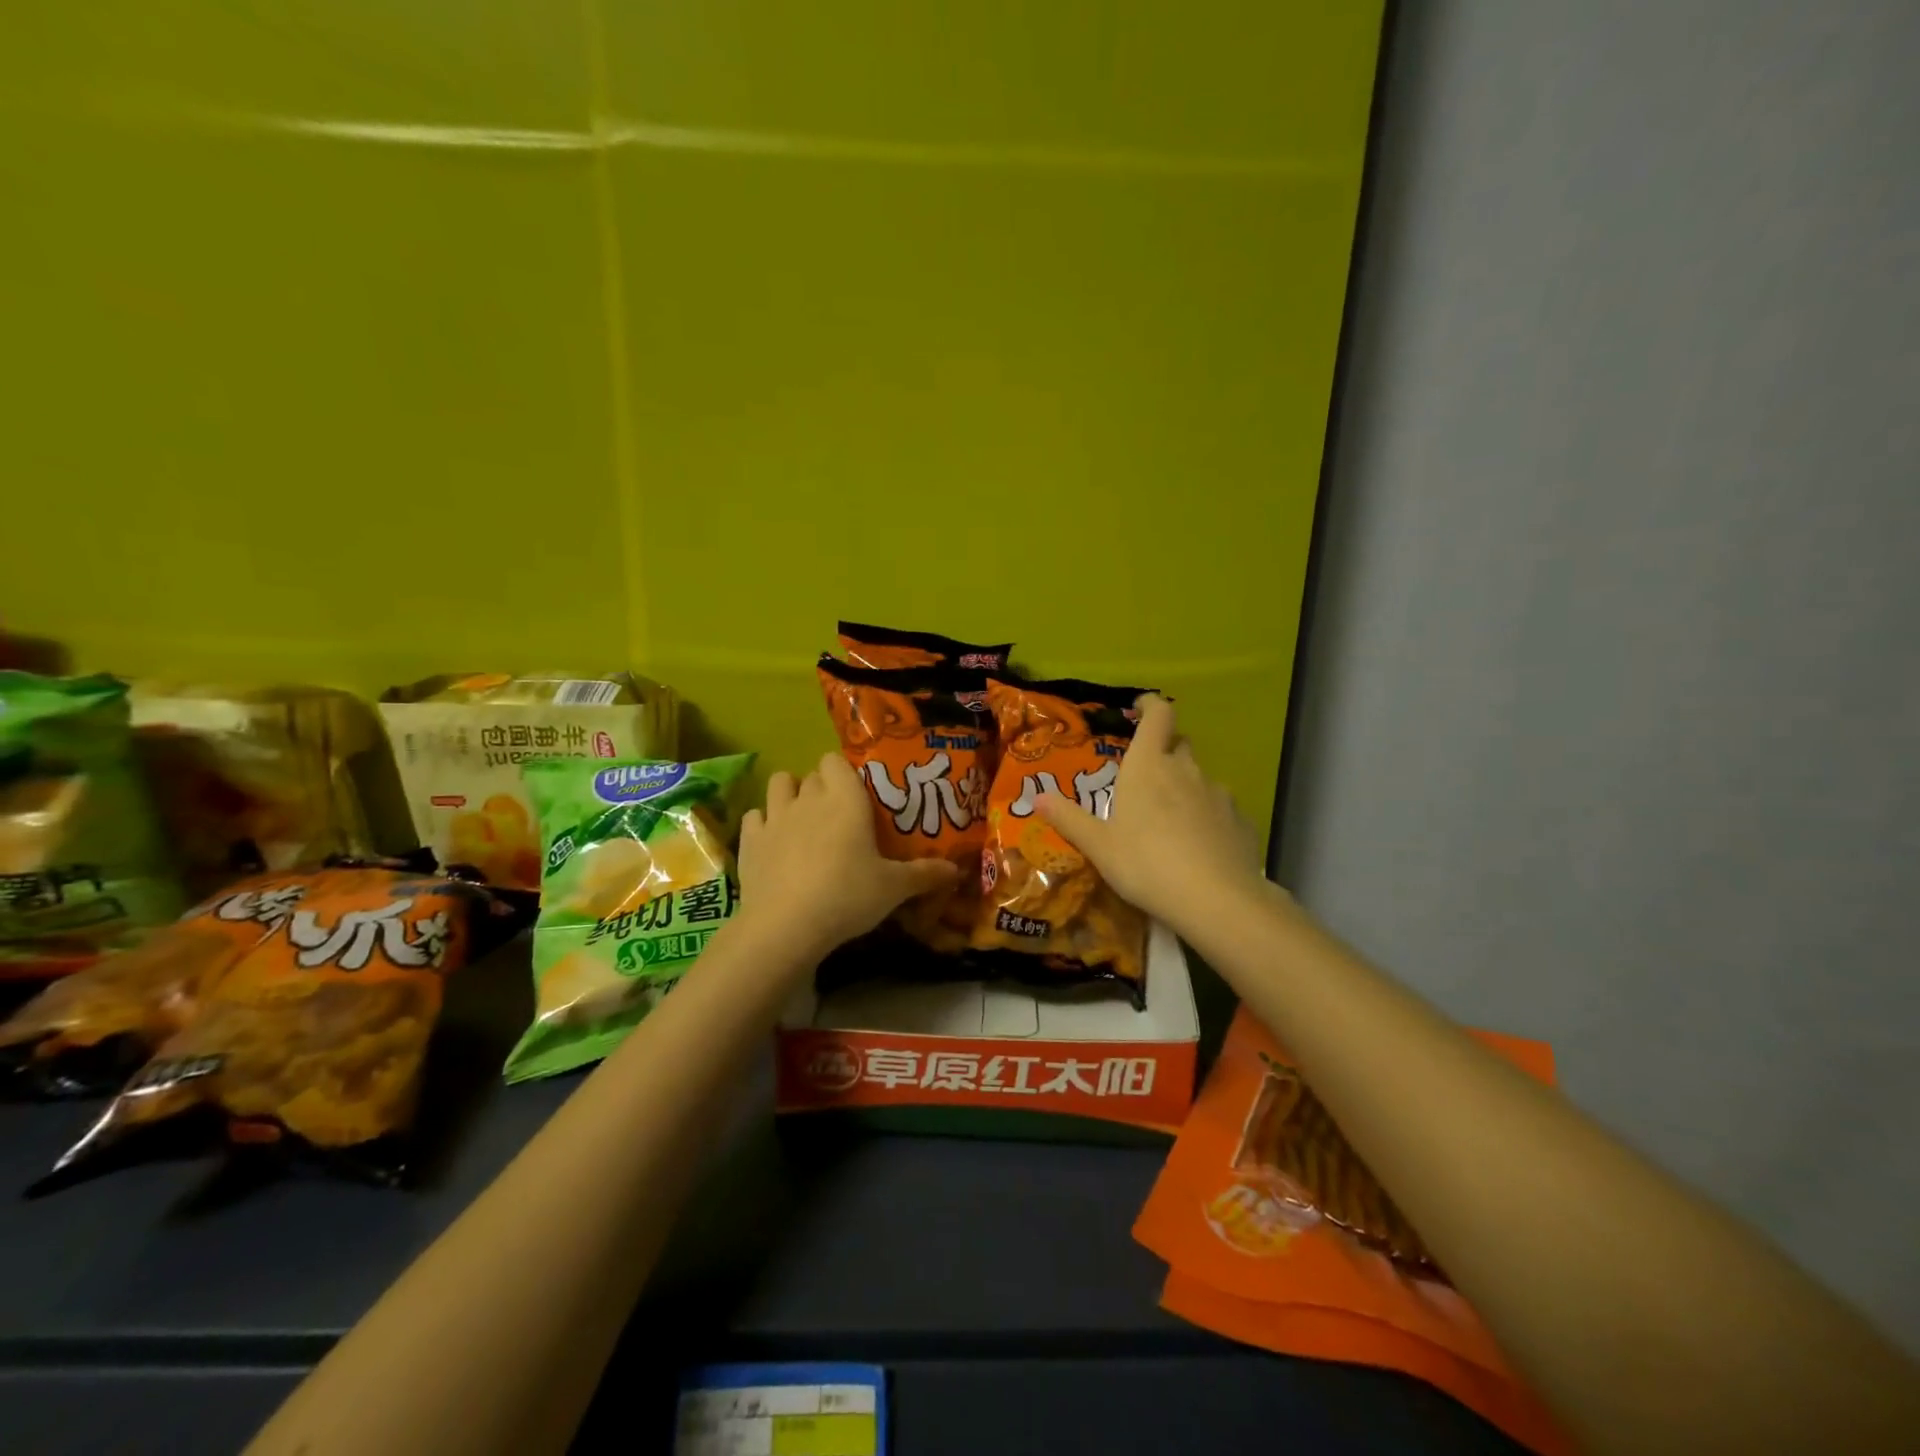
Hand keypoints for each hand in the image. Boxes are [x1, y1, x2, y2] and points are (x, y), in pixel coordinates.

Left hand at [735, 752, 959, 957]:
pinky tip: (774, 842)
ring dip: (789, 794)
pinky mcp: (750, 840)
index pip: (837, 761)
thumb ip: (925, 874)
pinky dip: (763, 823)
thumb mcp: (894, 888)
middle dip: (822, 787)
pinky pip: (755, 816)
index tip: (857, 793)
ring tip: (802, 819)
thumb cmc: (848, 896)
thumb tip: (957, 870)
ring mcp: (775, 816)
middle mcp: (809, 798)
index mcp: (845, 799)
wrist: (786, 925)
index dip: (844, 772)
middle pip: (812, 774)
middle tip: (837, 815)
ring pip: (779, 784)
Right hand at [1036, 695, 1269, 936]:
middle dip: (1164, 750)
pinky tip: (1199, 845)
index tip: (1139, 708)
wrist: (1217, 900)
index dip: (1149, 705)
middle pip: (1179, 744)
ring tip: (1170, 819)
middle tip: (1145, 776)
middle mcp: (1186, 770)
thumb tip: (1038, 797)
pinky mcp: (1240, 821)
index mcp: (1149, 766)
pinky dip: (1207, 817)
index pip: (1158, 715)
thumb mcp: (1099, 846)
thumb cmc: (1146, 864)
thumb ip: (1069, 819)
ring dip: (1185, 787)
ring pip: (1200, 778)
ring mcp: (1218, 794)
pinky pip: (1220, 809)